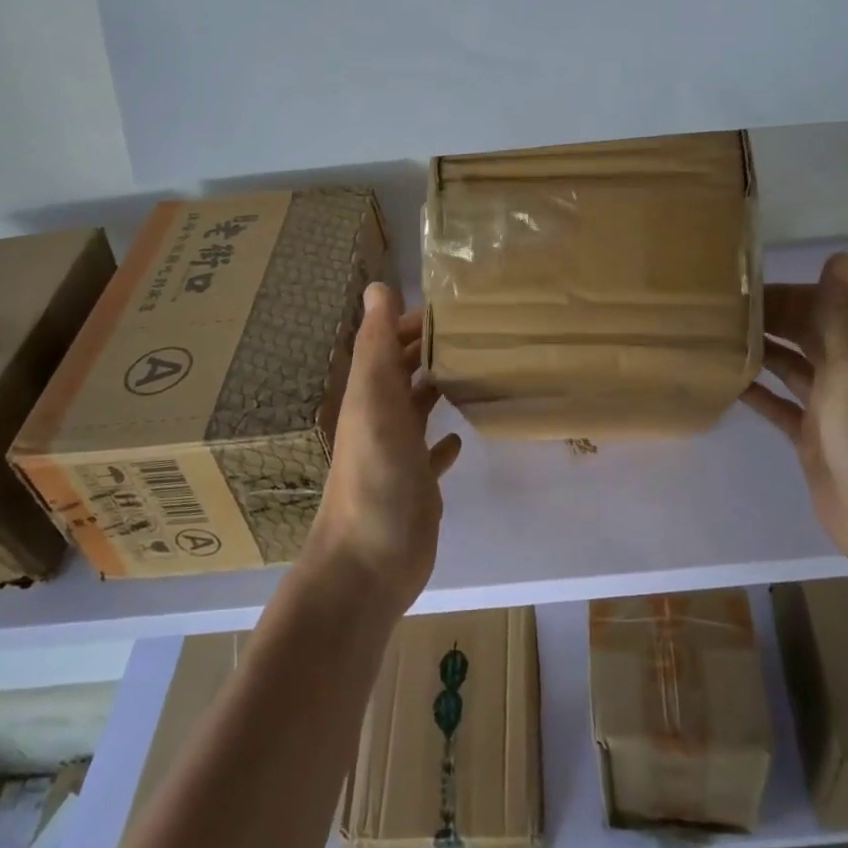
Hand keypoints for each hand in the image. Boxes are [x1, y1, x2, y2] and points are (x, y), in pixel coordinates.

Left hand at [306, 283, 462, 608]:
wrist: (369, 562)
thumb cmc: (375, 476)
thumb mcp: (373, 401)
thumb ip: (376, 345)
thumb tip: (377, 286)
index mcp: (369, 394)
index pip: (391, 342)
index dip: (414, 320)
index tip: (456, 304)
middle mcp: (382, 417)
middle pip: (405, 371)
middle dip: (432, 347)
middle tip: (478, 330)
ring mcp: (399, 453)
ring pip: (419, 407)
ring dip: (439, 386)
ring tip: (477, 367)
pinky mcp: (417, 484)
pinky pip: (432, 453)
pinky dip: (445, 440)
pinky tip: (462, 435)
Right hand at [741, 253, 847, 567]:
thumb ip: (841, 314)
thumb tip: (843, 255)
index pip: (816, 310)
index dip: (784, 296)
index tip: (742, 287)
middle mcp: (840, 375)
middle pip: (799, 336)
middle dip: (767, 320)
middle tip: (719, 310)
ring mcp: (823, 408)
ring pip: (786, 368)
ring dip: (758, 352)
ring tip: (716, 338)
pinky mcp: (806, 437)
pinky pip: (776, 405)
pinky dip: (755, 393)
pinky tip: (726, 383)